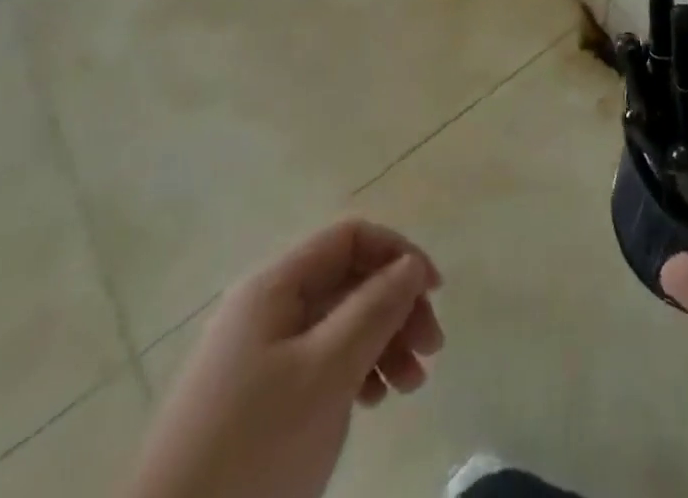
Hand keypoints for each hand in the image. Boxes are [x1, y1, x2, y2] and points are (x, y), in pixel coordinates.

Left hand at [129, 220, 443, 497]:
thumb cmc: (254, 449)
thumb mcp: (326, 372)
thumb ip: (375, 308)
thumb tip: (411, 264)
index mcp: (274, 286)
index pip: (350, 238)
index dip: (398, 254)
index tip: (434, 294)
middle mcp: (265, 307)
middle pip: (347, 281)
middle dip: (396, 306)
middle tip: (432, 350)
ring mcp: (256, 354)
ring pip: (336, 324)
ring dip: (382, 342)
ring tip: (410, 386)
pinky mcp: (253, 398)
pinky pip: (317, 362)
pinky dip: (354, 371)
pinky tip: (373, 401)